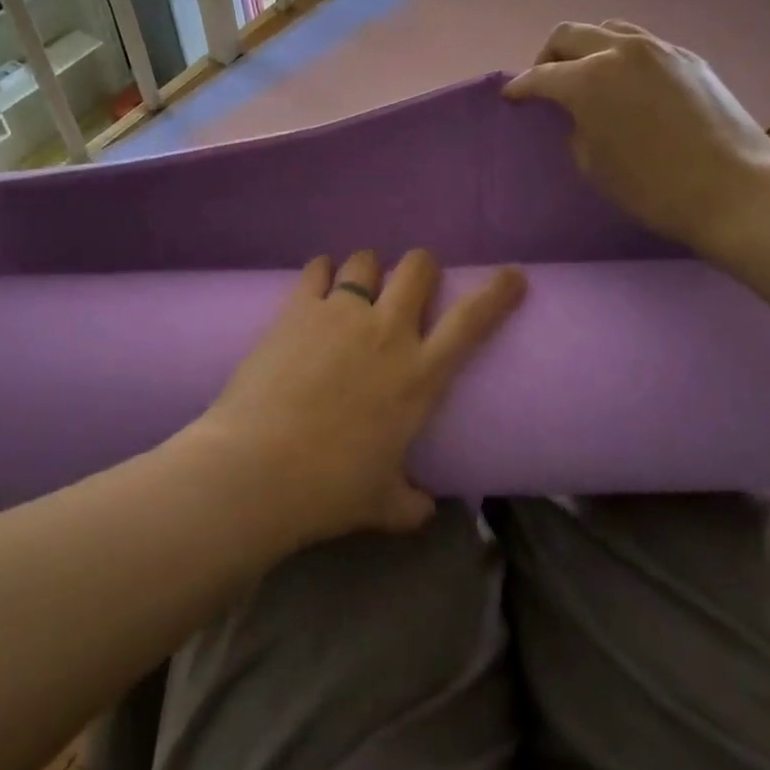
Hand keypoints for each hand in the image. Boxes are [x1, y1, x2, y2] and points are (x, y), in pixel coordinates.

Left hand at [193, 250, 523, 544]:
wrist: (256, 469)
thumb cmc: (329, 489)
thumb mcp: (382, 503)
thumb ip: (410, 503)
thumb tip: (424, 509)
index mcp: (419, 376)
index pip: (472, 321)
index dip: (497, 292)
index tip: (512, 276)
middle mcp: (386, 332)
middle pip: (418, 268)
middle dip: (422, 268)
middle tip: (412, 286)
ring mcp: (340, 314)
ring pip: (366, 260)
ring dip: (369, 269)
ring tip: (358, 286)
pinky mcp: (298, 309)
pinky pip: (318, 269)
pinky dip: (323, 271)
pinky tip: (319, 282)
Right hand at [504, 20, 769, 254]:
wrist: (734, 189)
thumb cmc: (652, 187)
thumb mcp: (593, 164)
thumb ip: (577, 127)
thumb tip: (580, 113)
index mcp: (589, 79)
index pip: (541, 76)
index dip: (520, 87)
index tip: (512, 97)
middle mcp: (621, 51)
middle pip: (570, 35)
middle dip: (549, 56)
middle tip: (546, 81)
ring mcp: (659, 49)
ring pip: (608, 30)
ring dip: (588, 48)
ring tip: (587, 76)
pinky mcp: (689, 58)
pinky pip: (643, 45)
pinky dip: (622, 57)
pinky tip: (628, 84)